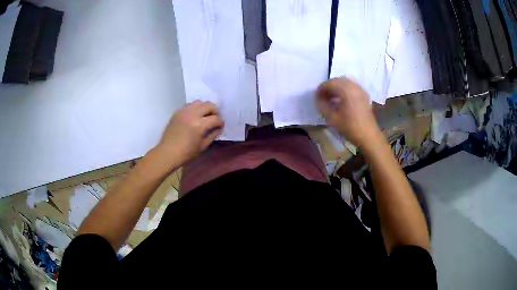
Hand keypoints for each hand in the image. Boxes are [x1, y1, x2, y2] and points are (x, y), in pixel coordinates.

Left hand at [156, 101, 223, 164]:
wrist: (167, 153)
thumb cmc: (186, 153)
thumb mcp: (203, 146)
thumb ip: (213, 135)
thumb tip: (219, 128)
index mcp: (199, 125)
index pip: (215, 119)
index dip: (220, 123)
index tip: (220, 126)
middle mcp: (192, 114)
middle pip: (209, 105)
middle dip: (215, 111)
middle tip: (214, 119)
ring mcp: (184, 112)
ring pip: (199, 102)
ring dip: (204, 108)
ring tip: (204, 116)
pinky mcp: (177, 112)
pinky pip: (189, 105)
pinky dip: (195, 108)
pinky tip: (194, 117)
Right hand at [317, 77, 380, 147]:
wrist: (368, 135)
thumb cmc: (350, 127)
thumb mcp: (332, 118)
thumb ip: (323, 105)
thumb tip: (318, 98)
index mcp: (346, 90)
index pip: (329, 83)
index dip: (321, 89)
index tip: (316, 97)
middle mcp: (354, 86)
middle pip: (337, 80)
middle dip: (329, 86)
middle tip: (323, 97)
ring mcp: (360, 90)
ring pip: (345, 82)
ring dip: (336, 87)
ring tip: (331, 98)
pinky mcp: (364, 94)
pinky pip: (351, 86)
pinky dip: (344, 89)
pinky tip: (341, 99)